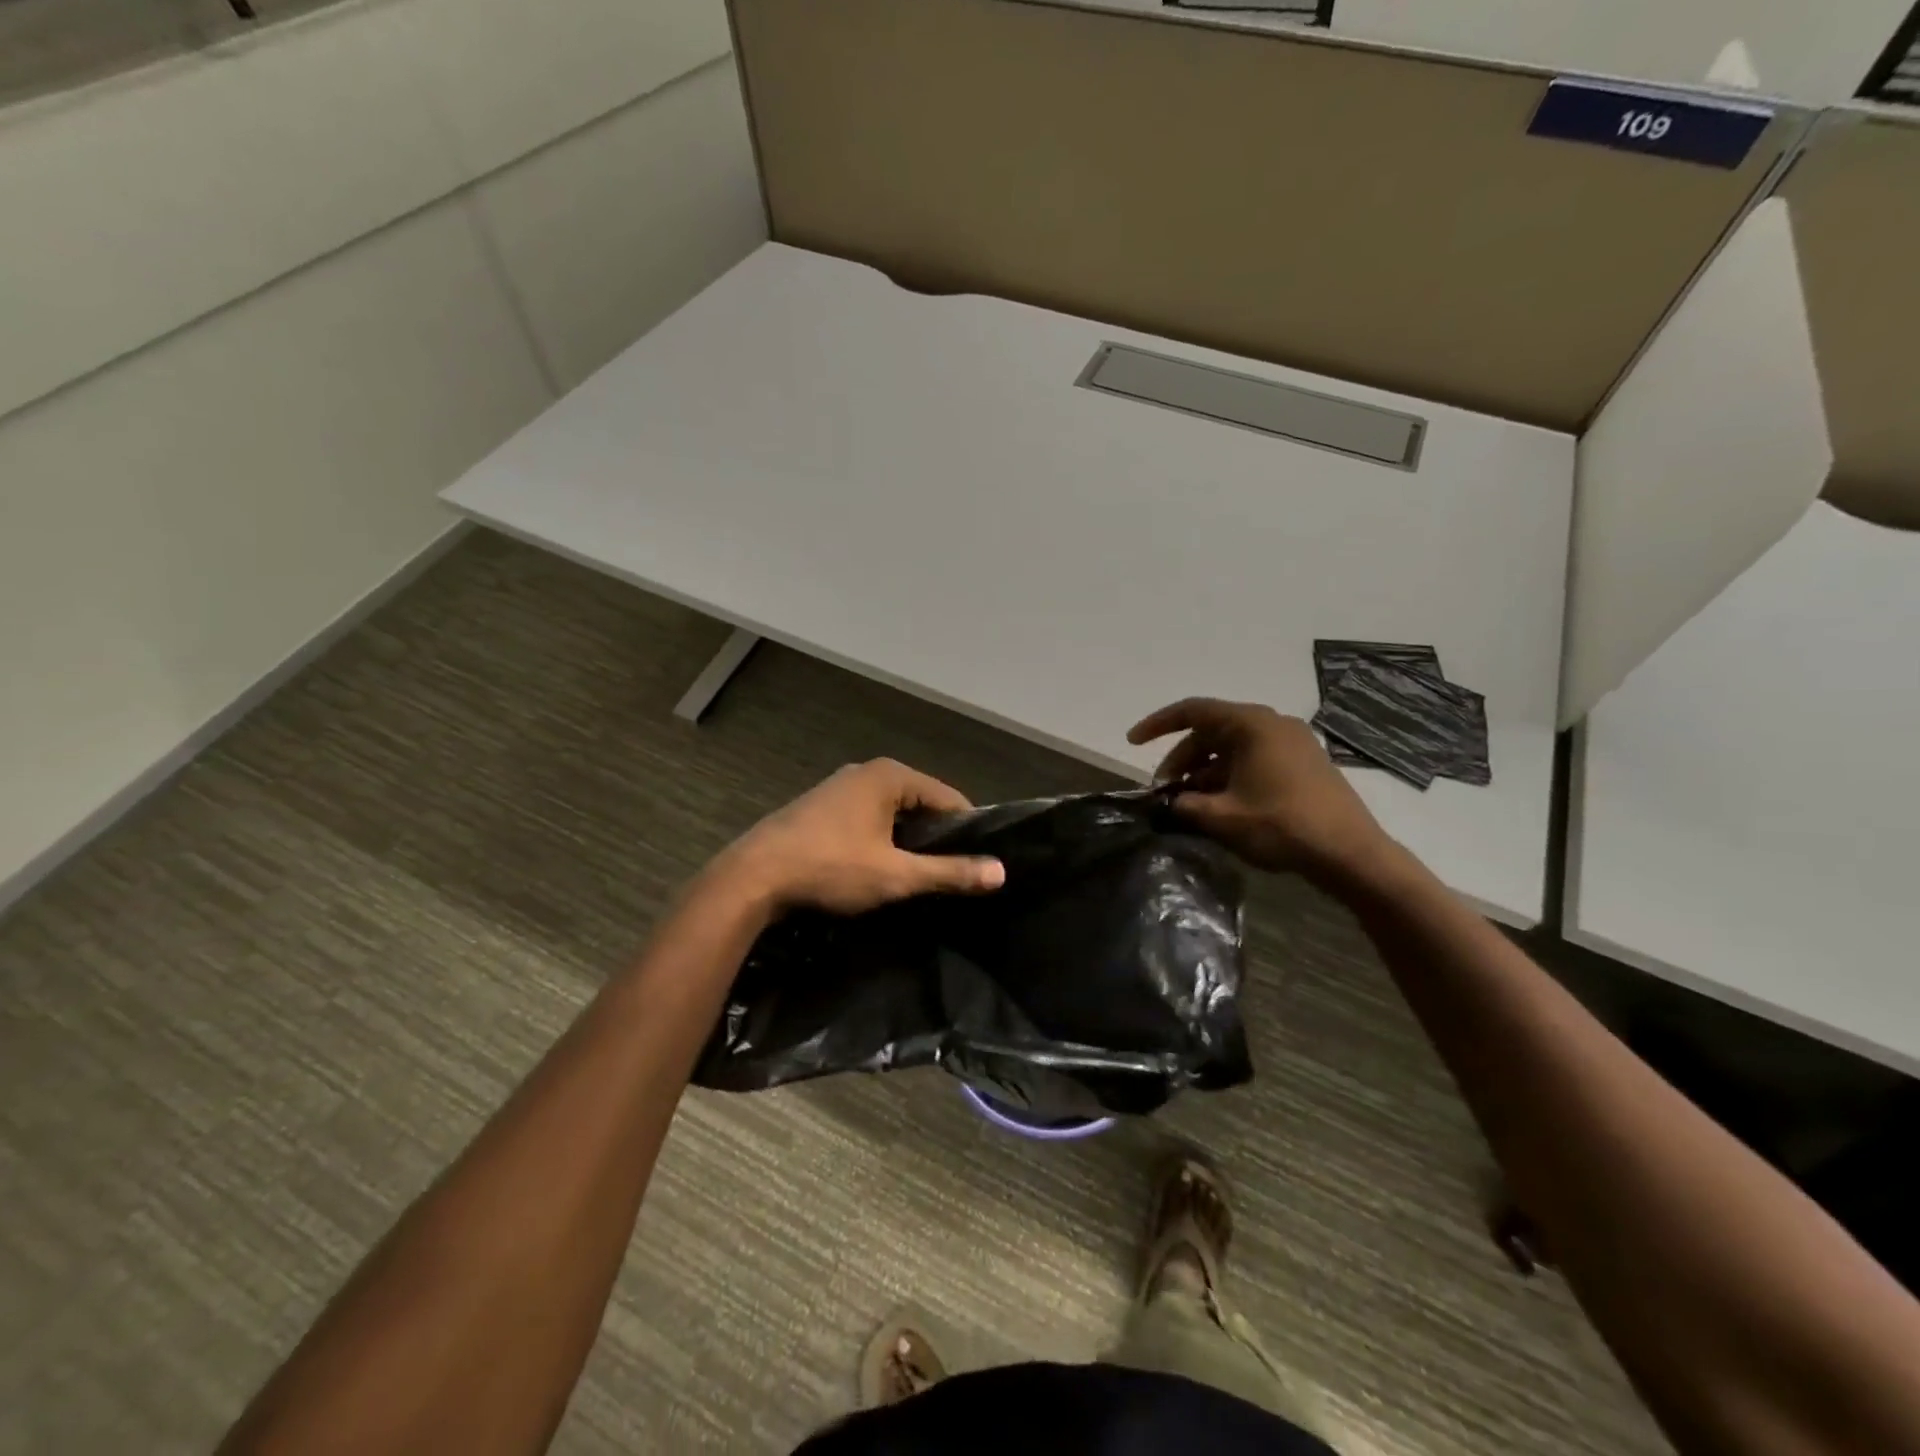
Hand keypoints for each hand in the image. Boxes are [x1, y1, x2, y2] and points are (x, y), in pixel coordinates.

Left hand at [712, 759, 1005, 916]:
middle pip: (920, 802)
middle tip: (948, 874)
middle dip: (935, 836)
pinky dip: (880, 838)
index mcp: (889, 775)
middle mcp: (866, 772)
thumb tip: (1000, 872)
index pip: (948, 797)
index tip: (977, 862)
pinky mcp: (820, 806)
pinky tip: (877, 866)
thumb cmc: (830, 868)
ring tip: (916, 875)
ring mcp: (839, 787)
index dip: (967, 829)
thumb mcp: (896, 875)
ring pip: (892, 812)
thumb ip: (950, 872)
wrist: (752, 878)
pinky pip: (867, 817)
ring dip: (906, 839)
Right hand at [1128, 698, 1394, 883]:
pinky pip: (1252, 760)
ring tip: (1188, 804)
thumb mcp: (1222, 817)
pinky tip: (1218, 806)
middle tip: (1164, 791)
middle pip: (1211, 731)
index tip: (1132, 742)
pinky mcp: (1302, 764)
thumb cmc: (1282, 826)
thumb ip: (1185, 804)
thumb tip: (1168, 802)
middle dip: (1182, 759)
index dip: (1157, 725)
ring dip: (1204, 772)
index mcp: (1251, 724)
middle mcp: (1272, 724)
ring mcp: (1291, 743)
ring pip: (1232, 748)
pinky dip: (1228, 777)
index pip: (1192, 711)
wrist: (1351, 854)